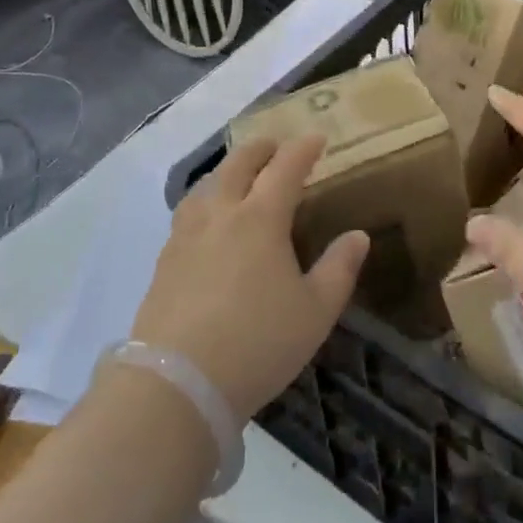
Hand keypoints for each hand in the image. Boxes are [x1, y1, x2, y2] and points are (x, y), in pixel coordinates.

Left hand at [131, 137, 366, 418]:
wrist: (177, 384)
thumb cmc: (258, 343)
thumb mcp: (315, 311)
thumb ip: (339, 268)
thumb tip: (358, 235)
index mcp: (261, 218)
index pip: (285, 168)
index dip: (303, 149)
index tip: (317, 138)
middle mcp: (221, 215)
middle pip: (238, 164)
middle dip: (260, 149)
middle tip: (275, 146)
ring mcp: (186, 237)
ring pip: (205, 186)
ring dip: (226, 172)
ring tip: (236, 178)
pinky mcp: (164, 262)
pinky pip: (186, 215)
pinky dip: (204, 202)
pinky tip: (205, 223)